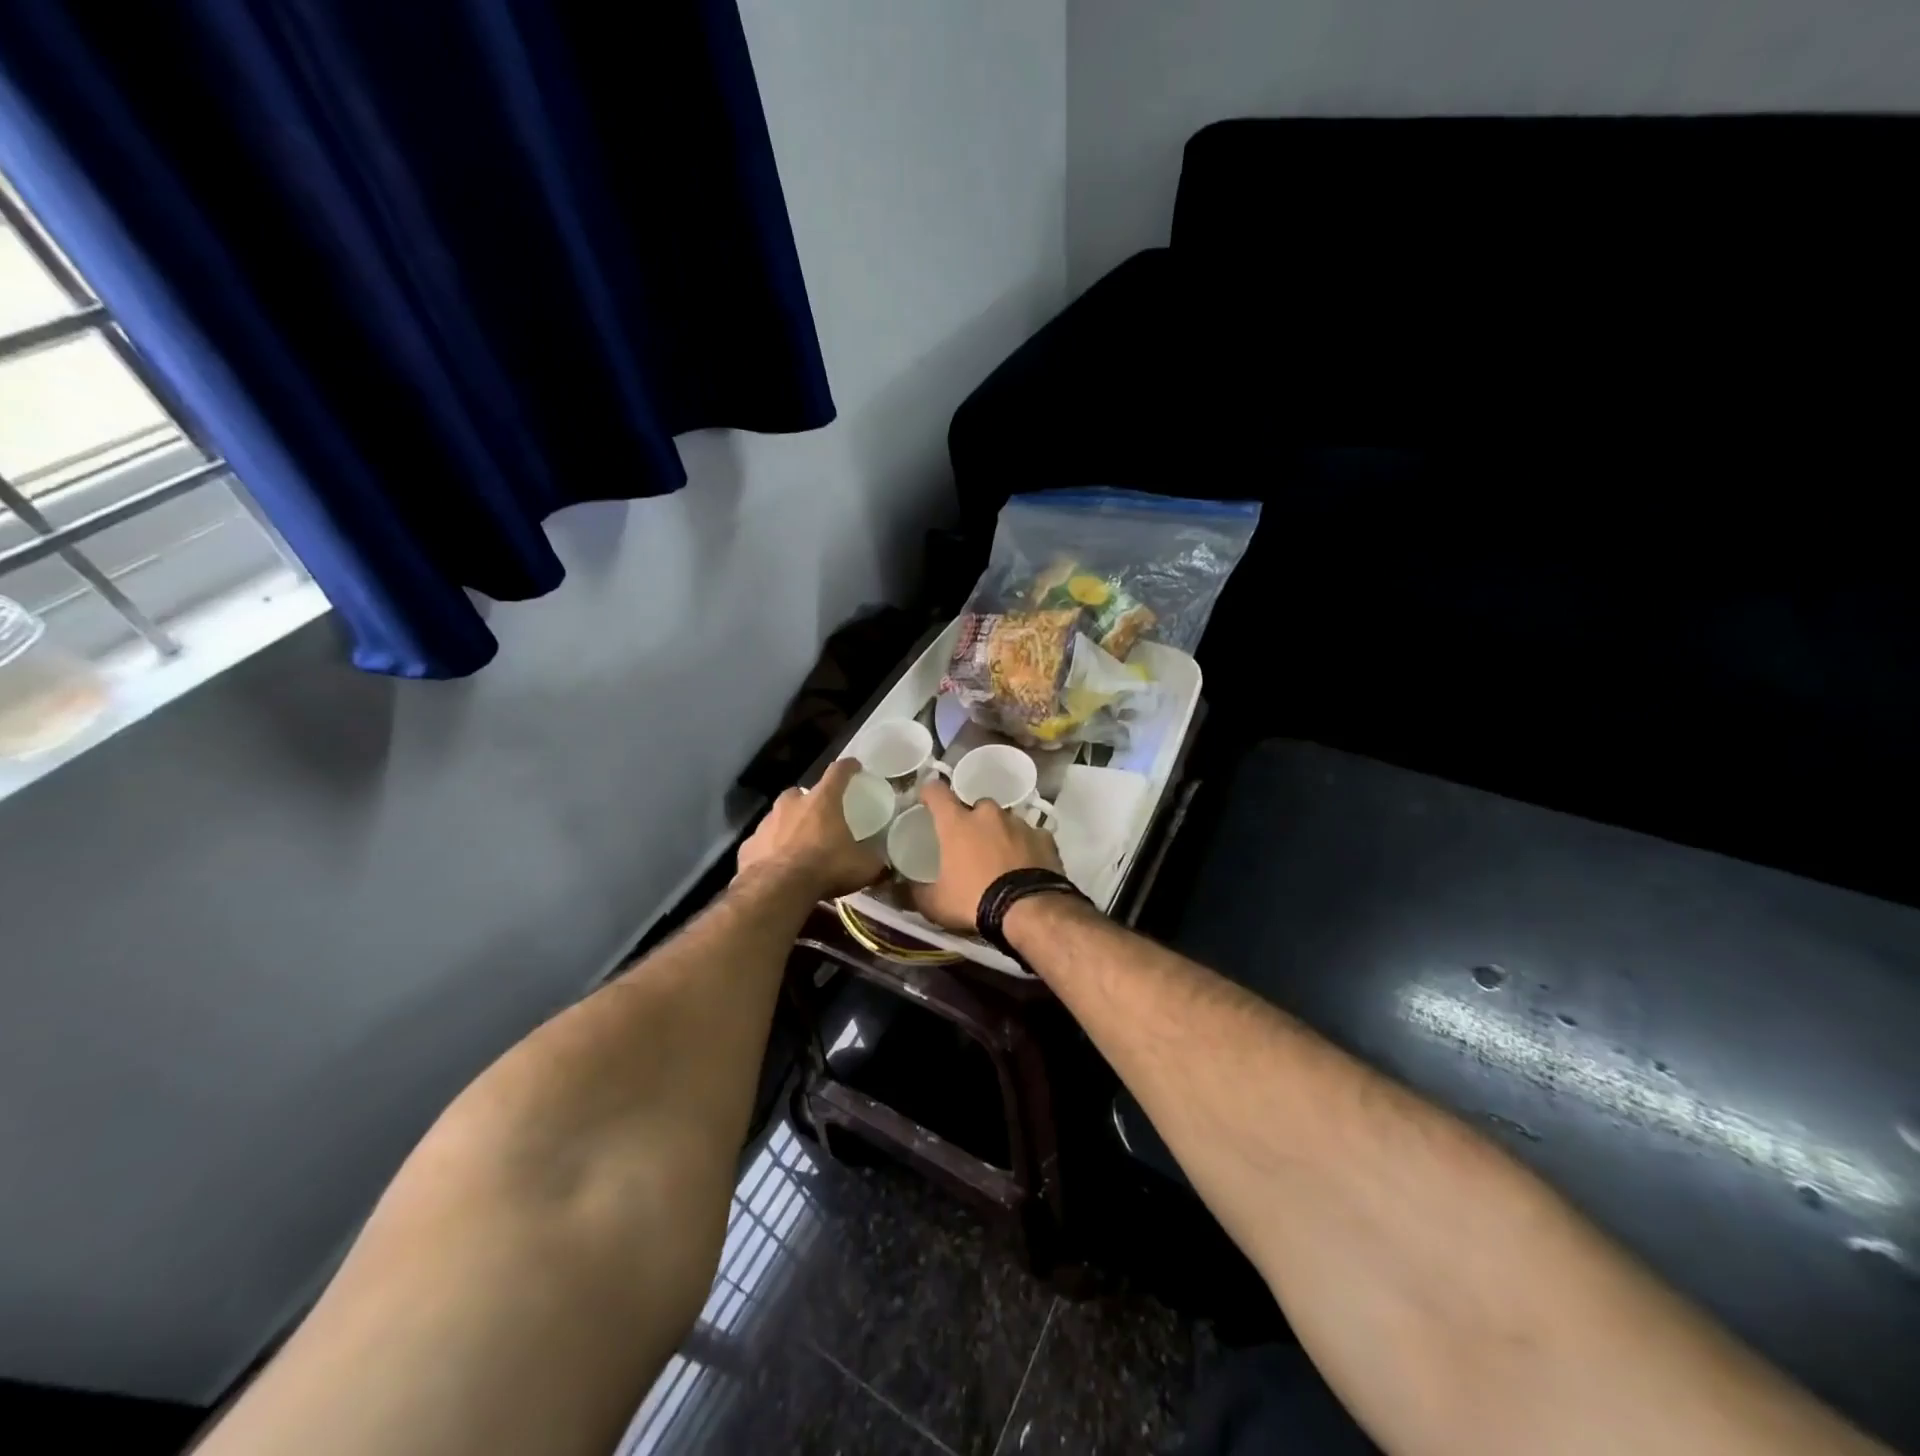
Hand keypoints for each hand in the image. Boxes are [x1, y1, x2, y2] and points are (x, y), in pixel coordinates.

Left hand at [736, 759, 886, 899]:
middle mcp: (791, 804)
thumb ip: (874, 860)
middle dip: (809, 801)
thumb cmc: (825, 867)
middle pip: (800, 793)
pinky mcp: (748, 845)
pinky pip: (763, 842)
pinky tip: (777, 864)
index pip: (838, 772)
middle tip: (820, 816)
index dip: (848, 767)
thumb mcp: (863, 867)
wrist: (776, 889)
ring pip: (778, 816)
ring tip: (798, 843)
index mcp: (822, 801)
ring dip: (788, 824)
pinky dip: (770, 848)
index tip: (854, 766)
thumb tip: (884, 863)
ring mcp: (766, 823)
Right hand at [911, 777, 1063, 931]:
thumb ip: (915, 892)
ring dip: (1000, 833)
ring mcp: (1019, 823)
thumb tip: (900, 887)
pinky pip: (1031, 836)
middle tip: (970, 844)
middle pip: (976, 806)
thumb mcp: (935, 904)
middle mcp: (988, 814)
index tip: (927, 800)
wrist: (1029, 910)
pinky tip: (1026, 865)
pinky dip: (1026, 846)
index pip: (937, 792)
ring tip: (1000, 858)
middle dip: (972, 820)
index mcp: (957, 823)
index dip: (930, 792)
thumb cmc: (975, 901)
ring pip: (1005, 820)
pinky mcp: (1044, 837)